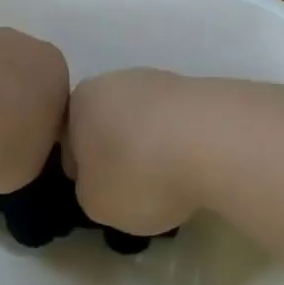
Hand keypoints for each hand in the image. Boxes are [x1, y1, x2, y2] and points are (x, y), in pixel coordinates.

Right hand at [64, 68, 202, 235]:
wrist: (215, 140)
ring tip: (174, 185)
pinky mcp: (203, 91)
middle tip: (136, 192)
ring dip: (154, 150)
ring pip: (148, 123)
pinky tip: (199, 170)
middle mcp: (117, 81)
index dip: (81, 172)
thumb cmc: (138, 172)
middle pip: (110, 125)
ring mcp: (163, 81)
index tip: (101, 195)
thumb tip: (103, 183)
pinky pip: (183, 126)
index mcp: (80, 101)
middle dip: (119, 155)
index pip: (68, 139)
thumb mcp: (96, 203)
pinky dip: (186, 147)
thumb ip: (89, 191)